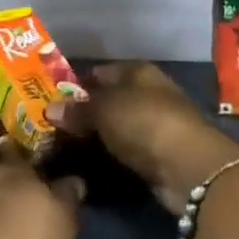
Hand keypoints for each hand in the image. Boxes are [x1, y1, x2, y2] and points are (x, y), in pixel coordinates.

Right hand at [59, 62, 238, 213]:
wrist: (189, 167)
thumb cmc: (144, 122)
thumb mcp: (103, 110)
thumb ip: (77, 109)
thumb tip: (49, 109)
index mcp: (138, 71)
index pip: (101, 72)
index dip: (77, 83)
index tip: (53, 98)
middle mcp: (149, 92)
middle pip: (110, 98)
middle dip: (86, 110)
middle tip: (55, 124)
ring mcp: (157, 123)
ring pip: (119, 124)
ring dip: (99, 134)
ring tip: (67, 144)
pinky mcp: (161, 153)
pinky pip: (128, 148)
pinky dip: (113, 152)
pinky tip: (92, 160)